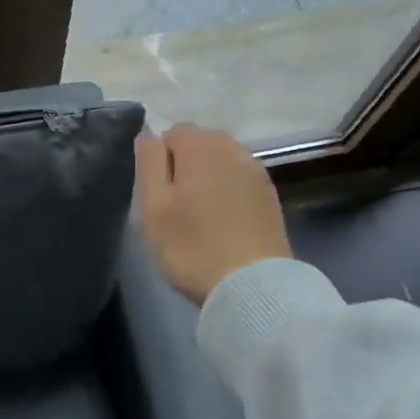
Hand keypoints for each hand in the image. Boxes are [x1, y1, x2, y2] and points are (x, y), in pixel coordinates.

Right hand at [136, 123, 291, 304]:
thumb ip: (149, 161)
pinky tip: (222, 221)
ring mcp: (256, 171)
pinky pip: (239, 181)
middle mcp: (232, 148)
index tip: (156, 193)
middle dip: (184, 164)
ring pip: (221, 162)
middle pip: (200, 143)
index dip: (158, 159)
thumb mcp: (153, 205)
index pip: (171, 132)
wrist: (253, 286)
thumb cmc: (192, 245)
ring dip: (207, 178)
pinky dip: (227, 192)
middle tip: (174, 205)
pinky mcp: (270, 196)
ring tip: (198, 214)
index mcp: (200, 145)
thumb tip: (150, 133)